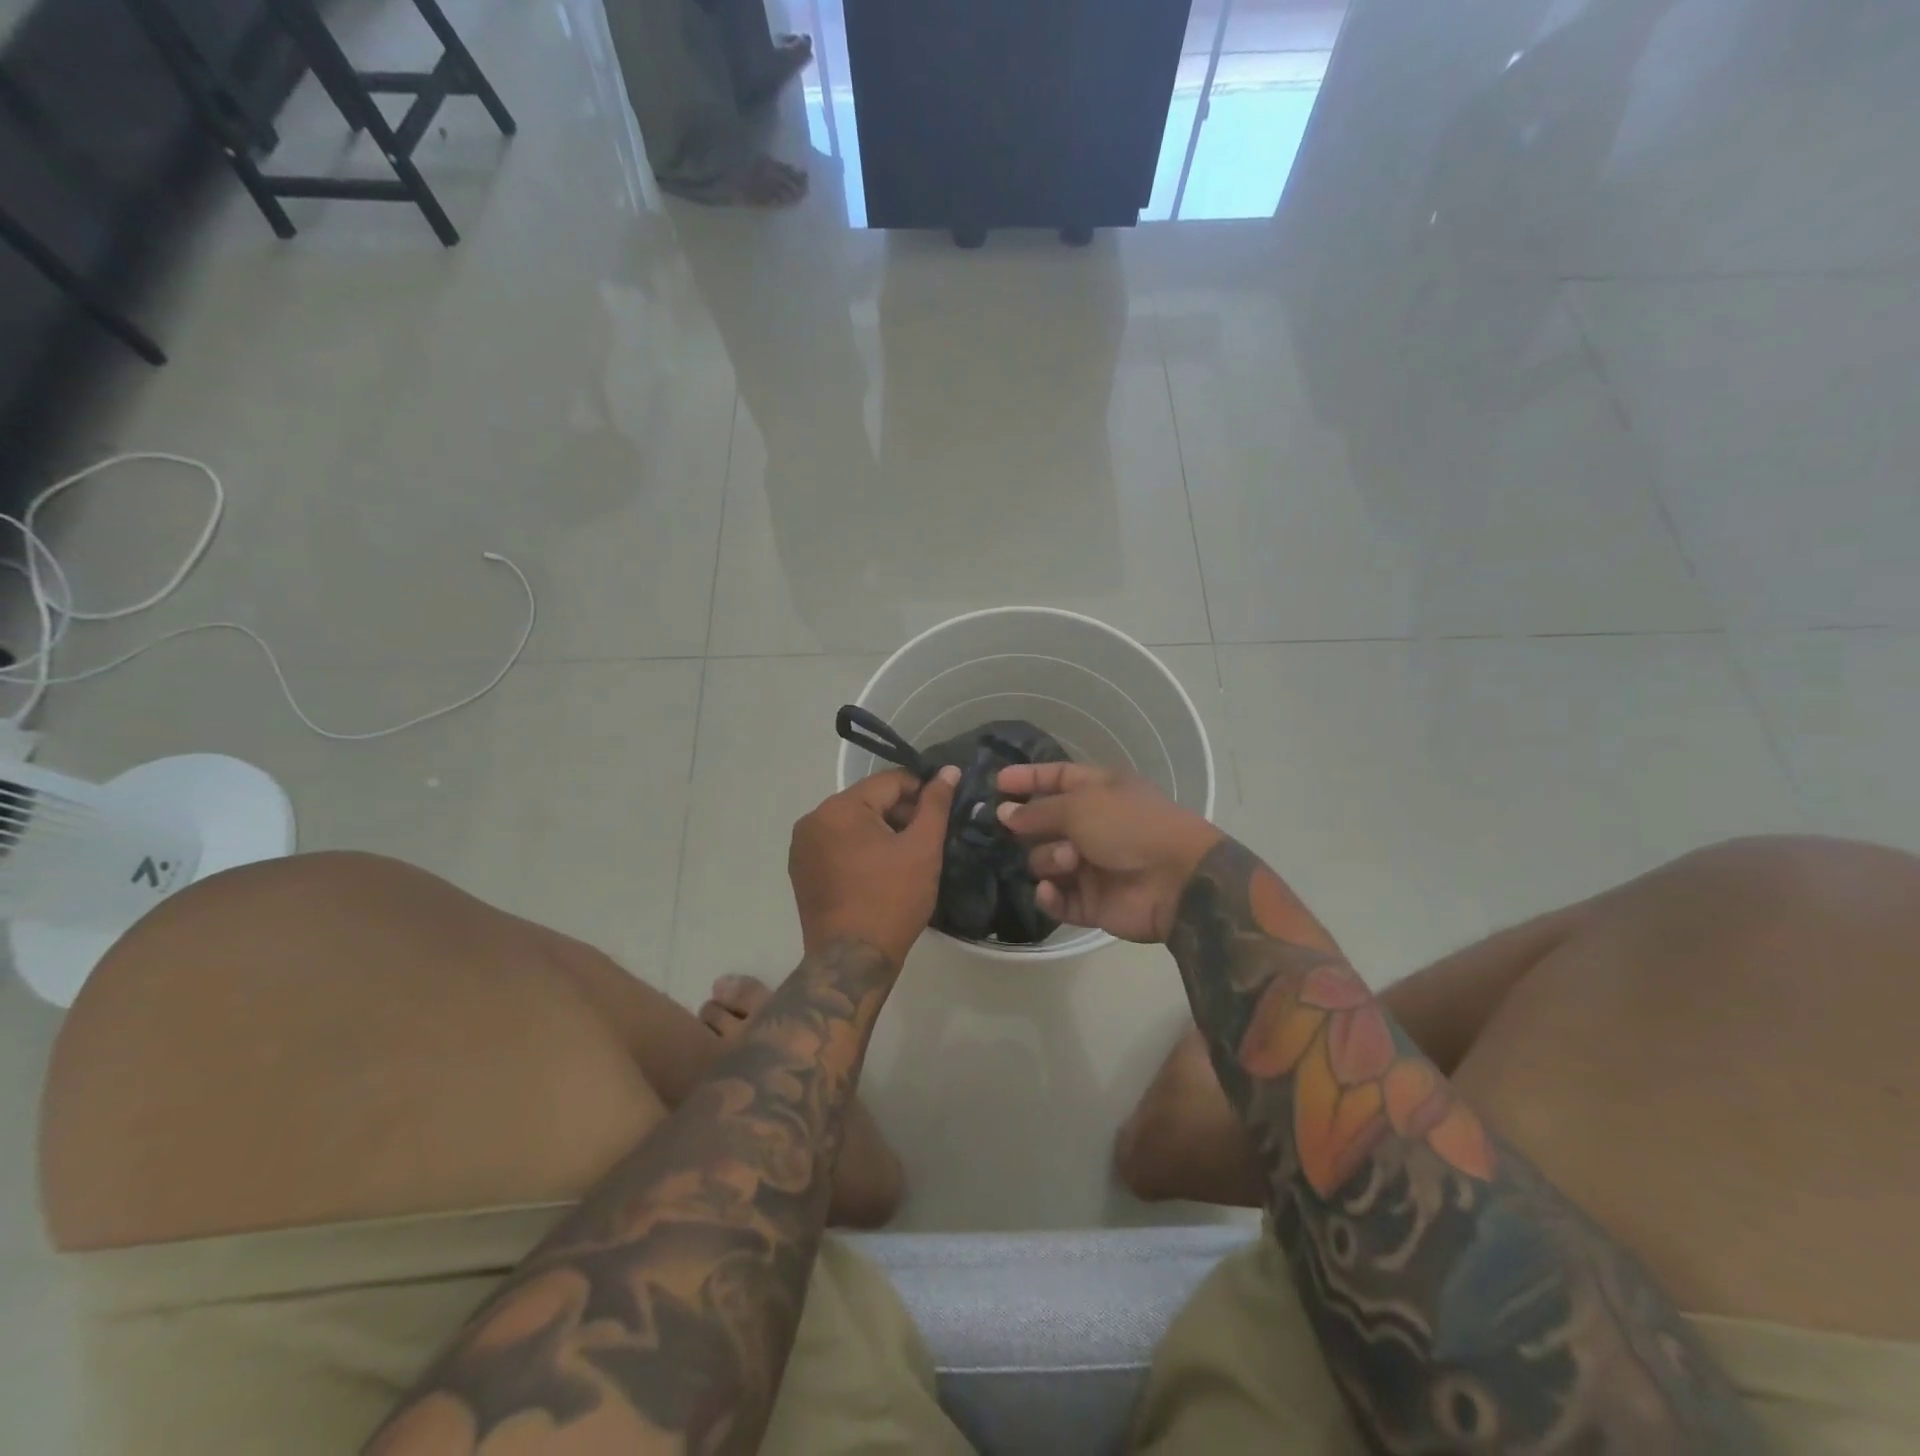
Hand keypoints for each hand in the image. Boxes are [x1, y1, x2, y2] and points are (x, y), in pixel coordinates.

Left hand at [790, 766, 960, 968]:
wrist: (852, 961)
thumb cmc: (892, 900)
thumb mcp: (923, 848)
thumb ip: (935, 804)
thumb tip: (949, 770)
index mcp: (839, 807)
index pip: (890, 782)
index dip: (921, 793)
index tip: (941, 815)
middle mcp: (813, 818)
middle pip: (868, 800)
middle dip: (899, 814)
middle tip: (926, 842)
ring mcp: (802, 845)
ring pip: (852, 822)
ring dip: (880, 832)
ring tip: (904, 859)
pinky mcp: (801, 869)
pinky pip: (836, 844)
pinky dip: (859, 849)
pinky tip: (878, 872)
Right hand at [995, 763, 1221, 943]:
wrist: (1176, 880)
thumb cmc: (1130, 826)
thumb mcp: (1081, 805)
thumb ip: (1038, 811)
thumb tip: (1005, 813)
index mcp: (1098, 791)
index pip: (1056, 778)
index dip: (1027, 778)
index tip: (996, 783)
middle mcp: (1092, 825)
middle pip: (1042, 823)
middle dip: (1029, 826)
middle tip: (1014, 828)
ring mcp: (1089, 865)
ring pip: (1044, 861)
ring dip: (1050, 859)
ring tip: (1070, 860)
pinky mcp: (1089, 902)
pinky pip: (1056, 898)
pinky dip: (1050, 895)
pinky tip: (1052, 890)